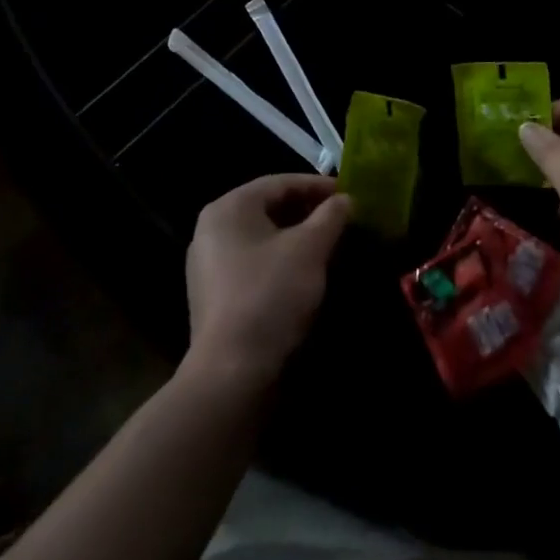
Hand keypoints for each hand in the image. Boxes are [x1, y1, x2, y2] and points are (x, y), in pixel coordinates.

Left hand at [185, 175, 351, 389]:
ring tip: (330, 246)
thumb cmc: (270, 295)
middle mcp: (212, 230)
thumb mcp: (310, 248)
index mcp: (229, 208)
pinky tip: (306, 276)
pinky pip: (254, 264)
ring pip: (264, 238)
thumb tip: (346, 200)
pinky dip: (281, 262)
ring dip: (297, 239)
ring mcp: (209, 266)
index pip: (281, 183)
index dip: (318, 186)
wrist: (231, 377)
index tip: (349, 195)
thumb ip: (331, 216)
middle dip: (309, 213)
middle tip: (342, 220)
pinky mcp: (215, 298)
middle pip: (270, 209)